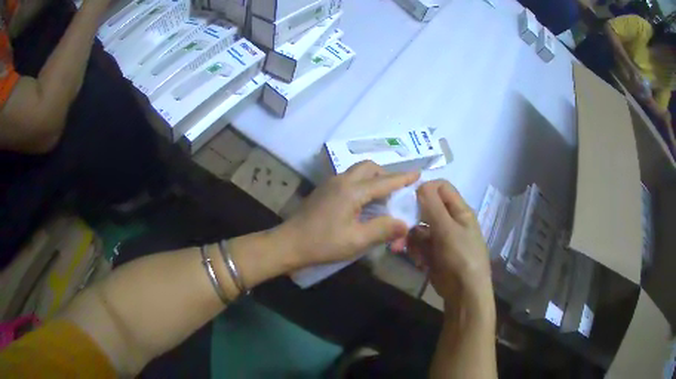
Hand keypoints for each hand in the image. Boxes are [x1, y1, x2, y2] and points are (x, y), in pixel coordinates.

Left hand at [282, 161, 419, 268]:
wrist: (289, 243)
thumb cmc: (323, 243)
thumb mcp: (357, 240)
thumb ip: (383, 229)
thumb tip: (405, 223)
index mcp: (352, 191)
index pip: (384, 181)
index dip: (403, 178)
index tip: (418, 174)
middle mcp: (342, 180)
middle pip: (369, 167)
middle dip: (386, 175)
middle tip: (396, 191)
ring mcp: (330, 183)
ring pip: (357, 171)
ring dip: (373, 178)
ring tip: (381, 197)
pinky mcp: (324, 190)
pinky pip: (349, 179)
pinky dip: (362, 184)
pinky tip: (362, 202)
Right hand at [407, 180, 492, 304]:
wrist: (464, 292)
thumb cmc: (461, 256)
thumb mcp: (448, 229)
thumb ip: (433, 206)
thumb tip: (420, 184)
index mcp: (459, 211)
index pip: (441, 188)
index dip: (425, 189)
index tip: (409, 198)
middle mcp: (450, 221)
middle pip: (426, 208)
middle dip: (411, 216)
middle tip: (398, 225)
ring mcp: (441, 237)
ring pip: (419, 227)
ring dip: (409, 236)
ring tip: (400, 247)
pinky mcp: (432, 253)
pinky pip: (418, 244)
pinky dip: (414, 250)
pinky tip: (417, 260)